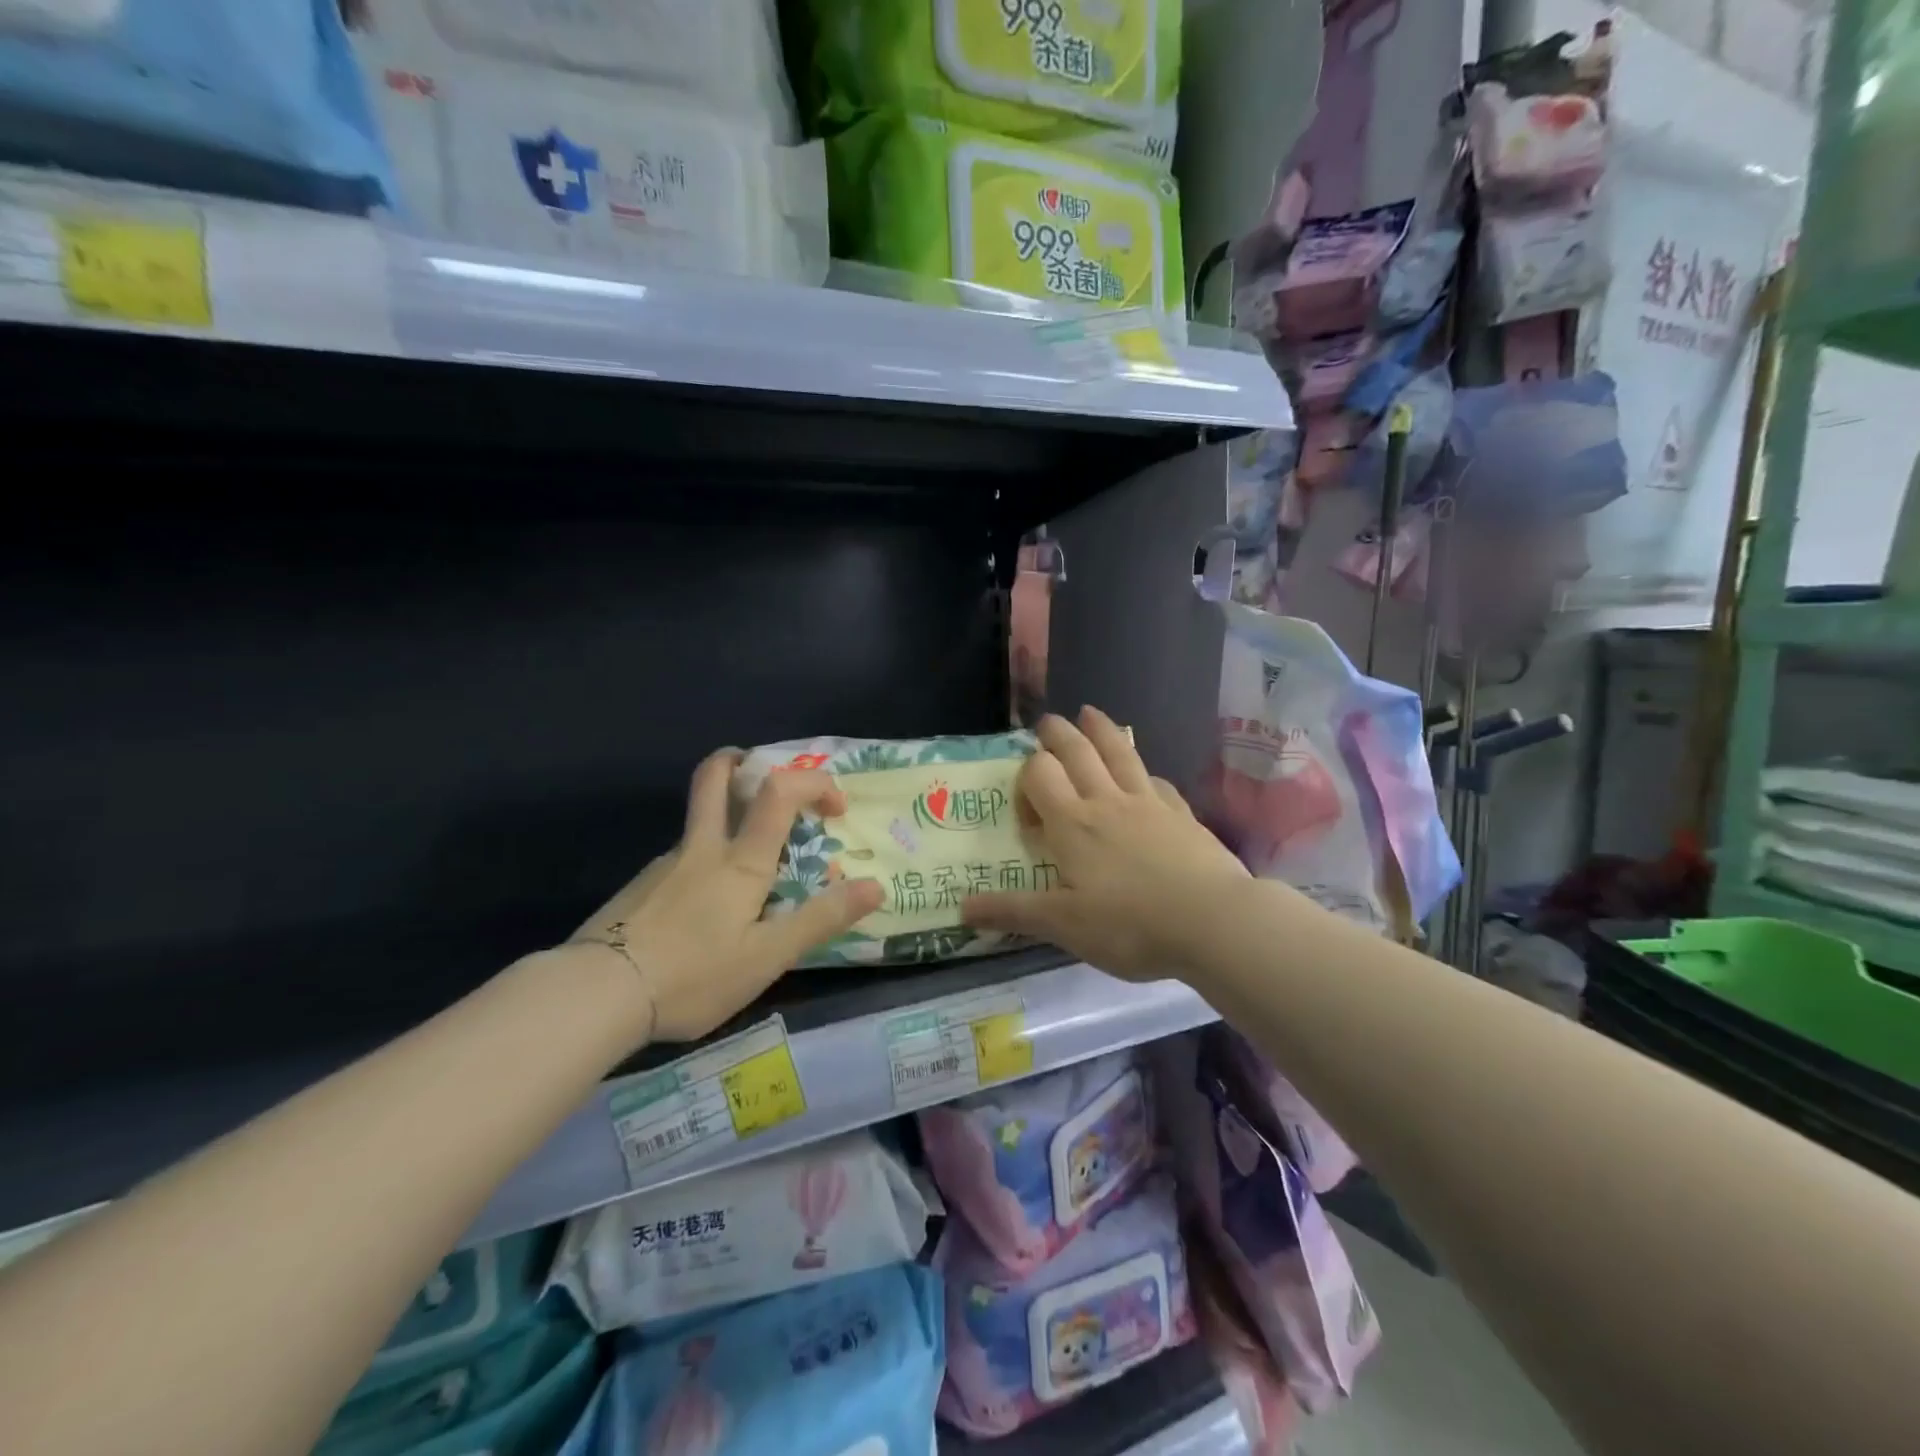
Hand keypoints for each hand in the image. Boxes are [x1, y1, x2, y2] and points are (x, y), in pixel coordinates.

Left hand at [571, 751, 882, 1041]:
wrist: (594, 995)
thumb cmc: (693, 974)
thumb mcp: (768, 956)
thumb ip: (821, 919)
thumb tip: (876, 886)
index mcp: (740, 860)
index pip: (780, 791)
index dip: (814, 782)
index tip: (835, 808)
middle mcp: (702, 848)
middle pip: (716, 777)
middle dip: (743, 761)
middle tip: (764, 773)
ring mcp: (665, 865)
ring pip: (700, 820)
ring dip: (730, 818)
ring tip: (751, 871)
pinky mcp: (640, 888)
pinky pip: (683, 858)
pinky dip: (706, 861)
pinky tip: (706, 912)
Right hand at [962, 708, 1249, 980]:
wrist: (1213, 922)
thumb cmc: (1130, 925)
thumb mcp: (1063, 926)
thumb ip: (1013, 912)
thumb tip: (961, 908)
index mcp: (1073, 824)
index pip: (1040, 775)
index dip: (1026, 777)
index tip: (1026, 805)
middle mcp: (1107, 802)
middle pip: (1078, 752)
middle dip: (1058, 734)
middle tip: (1047, 722)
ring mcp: (1149, 804)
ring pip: (1120, 754)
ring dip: (1101, 730)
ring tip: (1090, 712)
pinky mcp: (1182, 815)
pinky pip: (1157, 782)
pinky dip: (1143, 771)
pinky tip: (1145, 776)